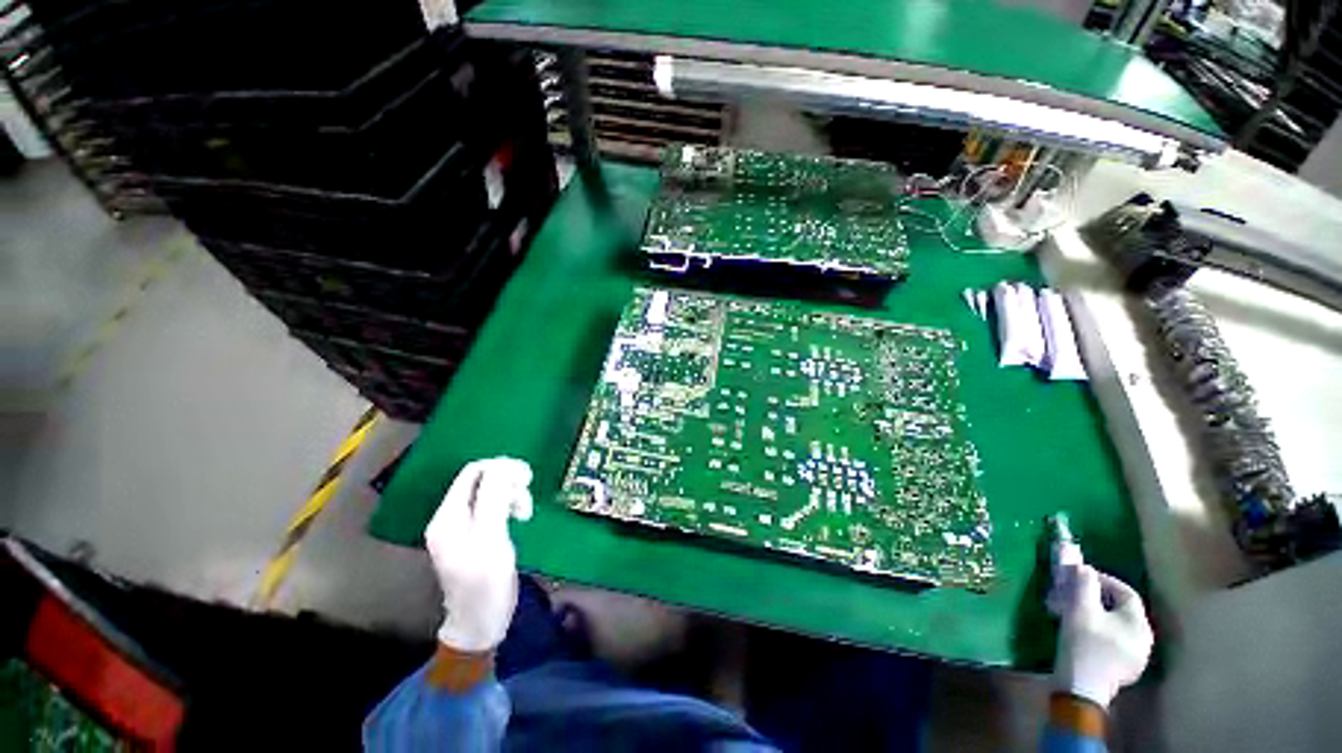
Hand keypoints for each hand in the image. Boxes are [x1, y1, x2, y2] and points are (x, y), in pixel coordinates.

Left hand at [425, 457, 533, 652]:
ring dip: (512, 494)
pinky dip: (510, 505)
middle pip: (482, 479)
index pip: (473, 472)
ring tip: (525, 512)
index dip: (501, 467)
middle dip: (508, 482)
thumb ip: (494, 499)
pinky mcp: (476, 535)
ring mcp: (463, 527)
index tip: (527, 478)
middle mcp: (451, 517)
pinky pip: (494, 506)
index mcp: (449, 516)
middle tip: (527, 496)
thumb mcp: (492, 537)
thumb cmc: (486, 583)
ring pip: (491, 492)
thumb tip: (503, 465)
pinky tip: (519, 517)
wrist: (480, 624)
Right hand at [1050, 564, 1153, 708]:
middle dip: (1096, 598)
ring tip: (1074, 612)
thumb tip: (1083, 566)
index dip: (1102, 580)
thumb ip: (1083, 584)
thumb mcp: (1080, 609)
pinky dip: (1099, 630)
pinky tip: (1083, 632)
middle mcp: (1145, 639)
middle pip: (1121, 609)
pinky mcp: (1125, 668)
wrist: (1081, 687)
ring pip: (1117, 625)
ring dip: (1096, 614)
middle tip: (1073, 594)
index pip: (1125, 592)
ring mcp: (1137, 657)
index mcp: (1139, 623)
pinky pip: (1115, 640)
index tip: (1079, 577)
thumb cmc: (1084, 644)